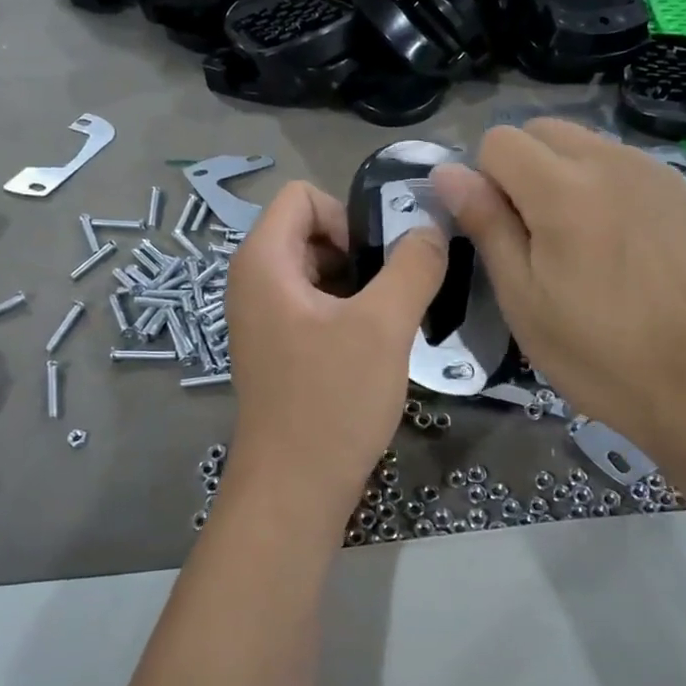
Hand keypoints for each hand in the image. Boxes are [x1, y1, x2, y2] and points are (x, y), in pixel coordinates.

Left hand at [224, 181, 445, 526]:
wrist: (294, 489)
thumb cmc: (332, 400)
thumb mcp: (384, 326)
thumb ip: (413, 266)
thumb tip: (432, 227)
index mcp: (263, 262)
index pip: (302, 196)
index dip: (347, 214)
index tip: (378, 260)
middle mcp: (253, 283)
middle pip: (310, 231)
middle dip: (358, 251)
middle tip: (395, 291)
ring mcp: (263, 319)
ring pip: (317, 271)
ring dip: (359, 284)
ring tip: (392, 320)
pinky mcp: (279, 349)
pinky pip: (314, 306)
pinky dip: (347, 312)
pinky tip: (376, 345)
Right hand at [432, 121, 685, 466]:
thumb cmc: (595, 352)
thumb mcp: (522, 296)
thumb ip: (485, 224)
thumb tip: (447, 172)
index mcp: (564, 189)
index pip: (499, 140)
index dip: (486, 180)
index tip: (502, 230)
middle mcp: (611, 162)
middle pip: (543, 130)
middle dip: (523, 168)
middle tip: (535, 235)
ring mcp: (654, 173)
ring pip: (586, 143)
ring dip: (565, 174)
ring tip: (580, 242)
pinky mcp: (684, 192)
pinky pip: (624, 165)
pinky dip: (605, 186)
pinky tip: (620, 245)